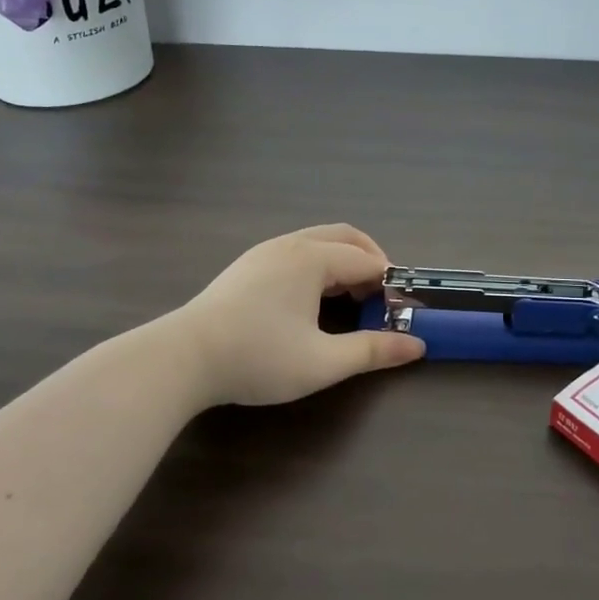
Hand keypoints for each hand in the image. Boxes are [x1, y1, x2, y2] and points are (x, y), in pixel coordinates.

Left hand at [175, 224, 425, 408]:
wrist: (182, 359)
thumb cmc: (257, 357)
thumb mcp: (322, 362)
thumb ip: (372, 351)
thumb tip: (416, 346)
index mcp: (312, 258)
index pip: (368, 260)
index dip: (390, 284)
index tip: (401, 312)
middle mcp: (290, 244)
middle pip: (345, 237)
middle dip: (371, 261)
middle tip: (382, 298)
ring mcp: (264, 252)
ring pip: (318, 243)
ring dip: (344, 263)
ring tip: (352, 301)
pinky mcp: (247, 267)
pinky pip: (297, 252)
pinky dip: (319, 266)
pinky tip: (313, 302)